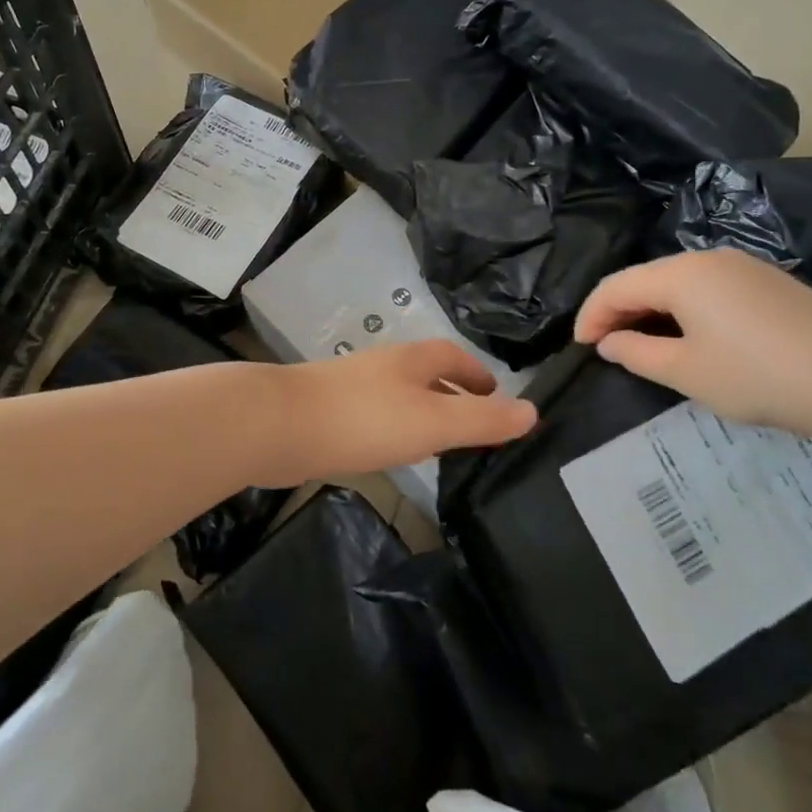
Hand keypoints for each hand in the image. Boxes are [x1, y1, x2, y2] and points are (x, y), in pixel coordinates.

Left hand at [279, 341, 537, 481]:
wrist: (280, 426)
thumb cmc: (364, 418)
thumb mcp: (433, 421)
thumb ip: (482, 420)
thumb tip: (532, 411)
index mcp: (411, 360)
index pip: (454, 357)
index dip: (478, 374)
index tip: (497, 398)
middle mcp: (384, 366)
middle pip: (427, 374)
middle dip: (453, 395)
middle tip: (476, 428)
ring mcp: (353, 388)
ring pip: (400, 396)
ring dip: (424, 414)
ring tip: (441, 445)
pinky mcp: (331, 412)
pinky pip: (376, 417)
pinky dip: (395, 430)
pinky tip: (392, 455)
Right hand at [575, 248, 811, 442]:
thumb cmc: (761, 376)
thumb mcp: (687, 373)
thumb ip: (636, 354)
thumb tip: (610, 342)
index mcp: (681, 274)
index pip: (616, 286)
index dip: (590, 315)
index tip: (579, 347)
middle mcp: (708, 258)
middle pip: (645, 278)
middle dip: (618, 310)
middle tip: (605, 346)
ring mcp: (743, 267)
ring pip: (676, 282)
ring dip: (650, 309)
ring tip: (640, 342)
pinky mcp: (768, 282)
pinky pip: (707, 288)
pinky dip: (682, 309)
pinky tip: (687, 335)